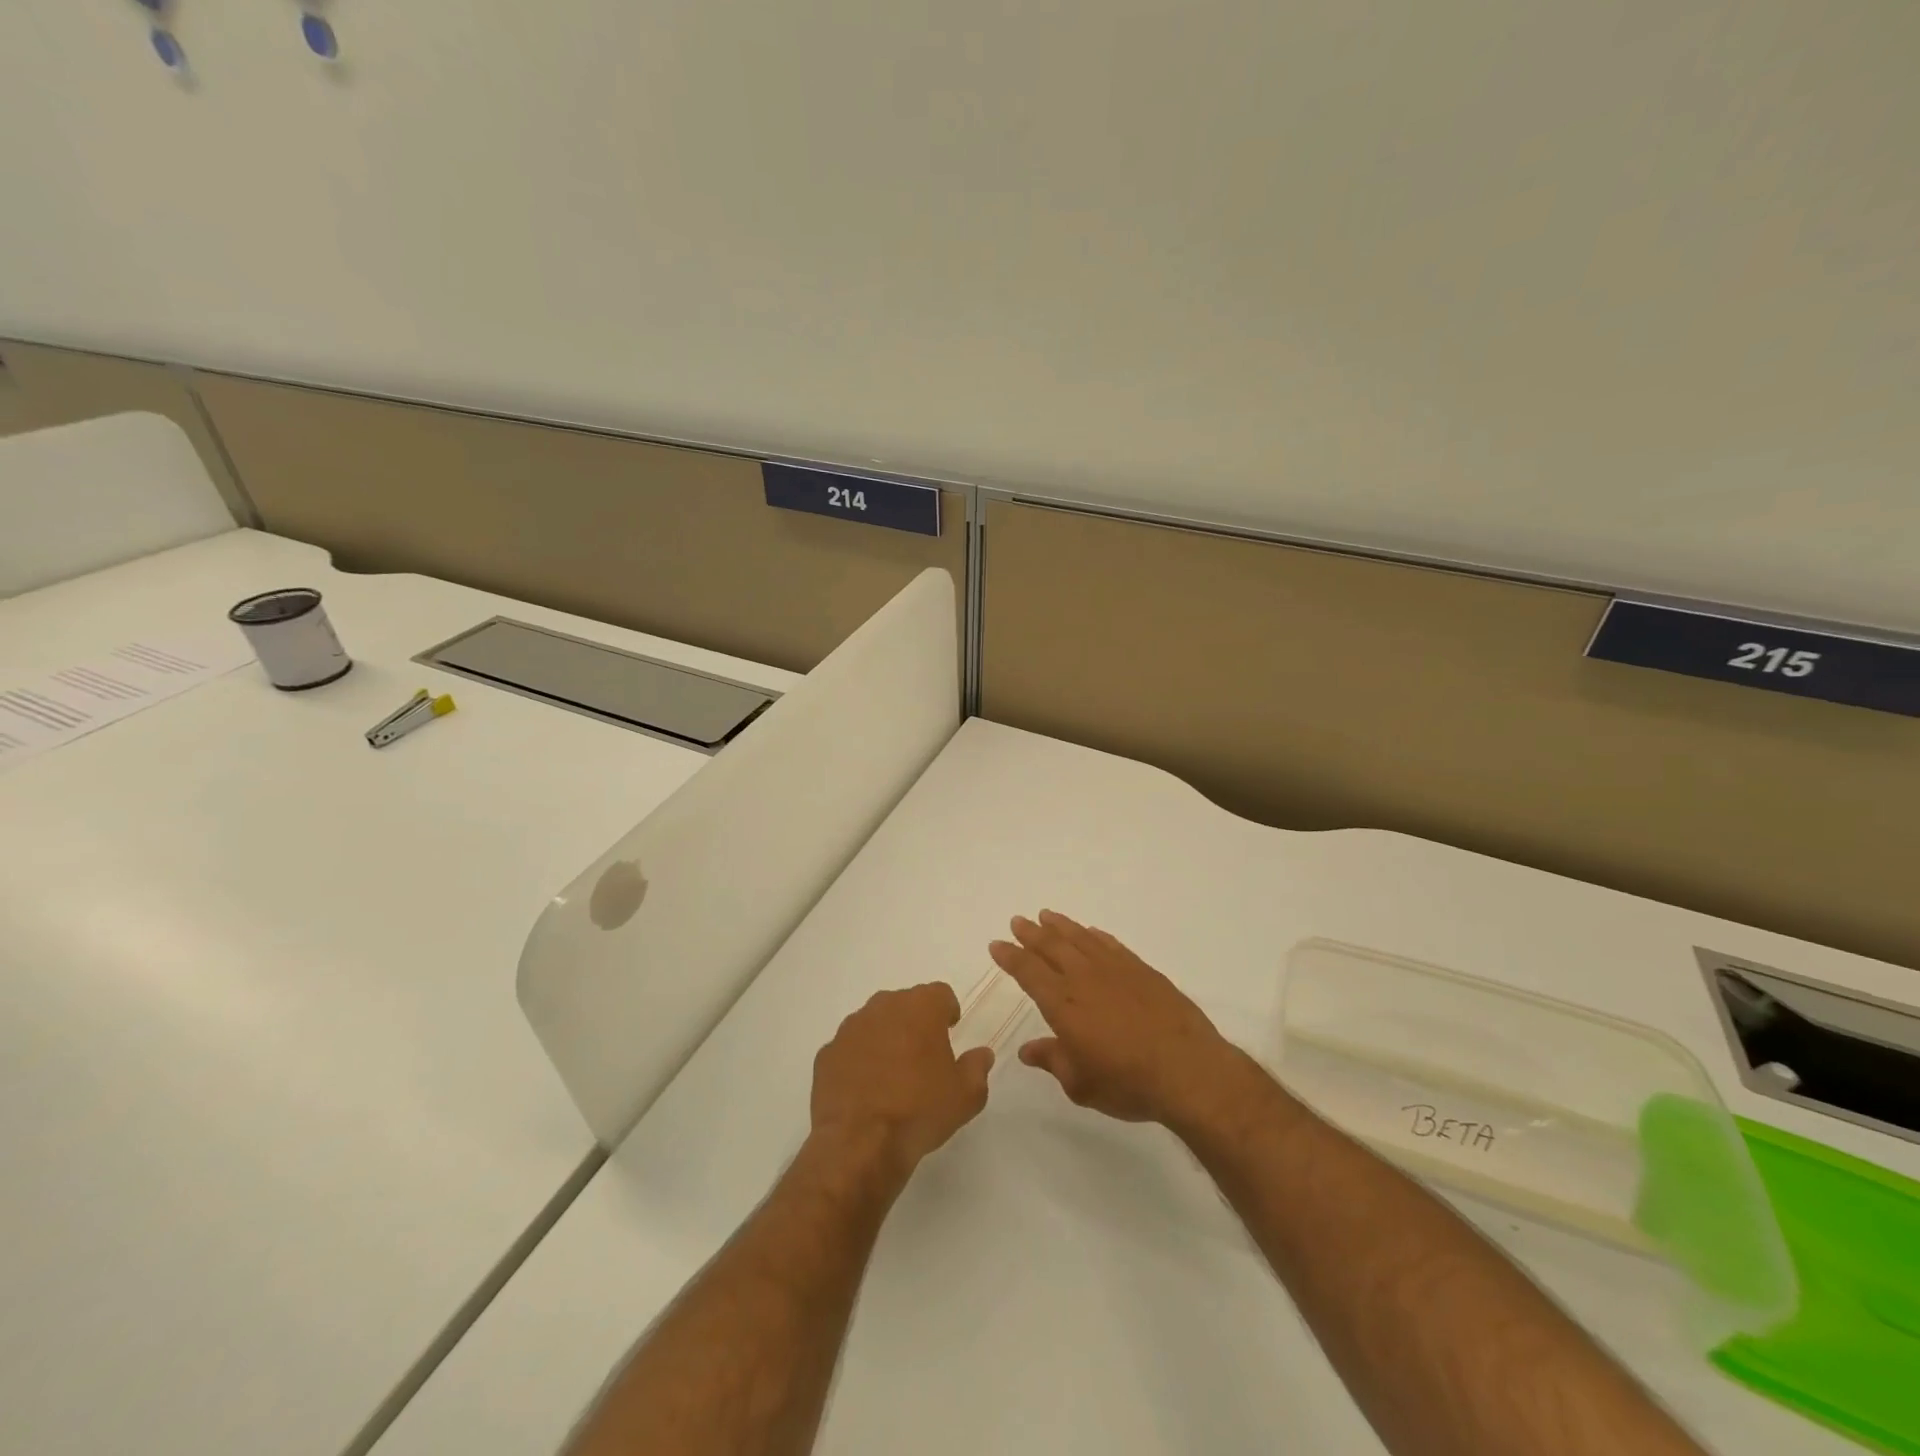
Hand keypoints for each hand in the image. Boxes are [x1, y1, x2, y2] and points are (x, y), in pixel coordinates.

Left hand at [810, 984, 994, 1178]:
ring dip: (885, 1038)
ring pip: (874, 1022)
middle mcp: (883, 1007)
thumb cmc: (920, 1111)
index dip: (947, 1010)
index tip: (950, 1030)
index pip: (940, 993)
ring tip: (893, 1073)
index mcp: (920, 1008)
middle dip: (915, 1022)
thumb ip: (977, 1068)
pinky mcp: (827, 1053)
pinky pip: (850, 1048)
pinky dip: (859, 1059)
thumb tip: (981, 1054)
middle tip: (923, 1054)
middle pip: (904, 1003)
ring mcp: (850, 1028)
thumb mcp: (966, 1096)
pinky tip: (866, 1089)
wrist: (859, 1143)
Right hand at [989, 910, 1236, 1128]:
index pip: (1028, 972)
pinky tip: (1090, 932)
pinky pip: (1111, 944)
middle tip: (1018, 921)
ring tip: (1047, 915)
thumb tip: (1028, 1050)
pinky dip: (1096, 936)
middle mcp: (1084, 978)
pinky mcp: (1142, 970)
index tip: (997, 944)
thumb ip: (1053, 1061)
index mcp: (1063, 1004)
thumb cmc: (1127, 1083)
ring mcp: (1115, 970)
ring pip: (1080, 938)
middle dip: (1031, 933)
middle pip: (1051, 946)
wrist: (1187, 1069)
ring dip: (1061, 926)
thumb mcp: (1080, 1084)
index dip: (1010, 957)